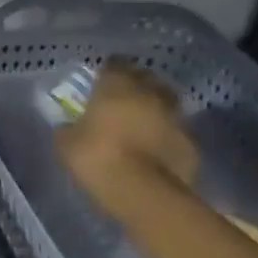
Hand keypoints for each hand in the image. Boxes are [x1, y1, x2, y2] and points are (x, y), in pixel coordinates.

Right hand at [56, 62, 199, 215]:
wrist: (143, 193)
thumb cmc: (97, 157)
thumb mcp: (66, 143)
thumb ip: (69, 128)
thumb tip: (70, 126)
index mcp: (118, 85)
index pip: (114, 64)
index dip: (107, 73)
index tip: (99, 84)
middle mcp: (151, 93)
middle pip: (146, 79)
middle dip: (135, 87)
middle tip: (120, 102)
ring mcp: (176, 117)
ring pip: (165, 104)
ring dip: (154, 111)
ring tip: (139, 127)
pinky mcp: (191, 143)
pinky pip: (175, 133)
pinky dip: (165, 137)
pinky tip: (154, 151)